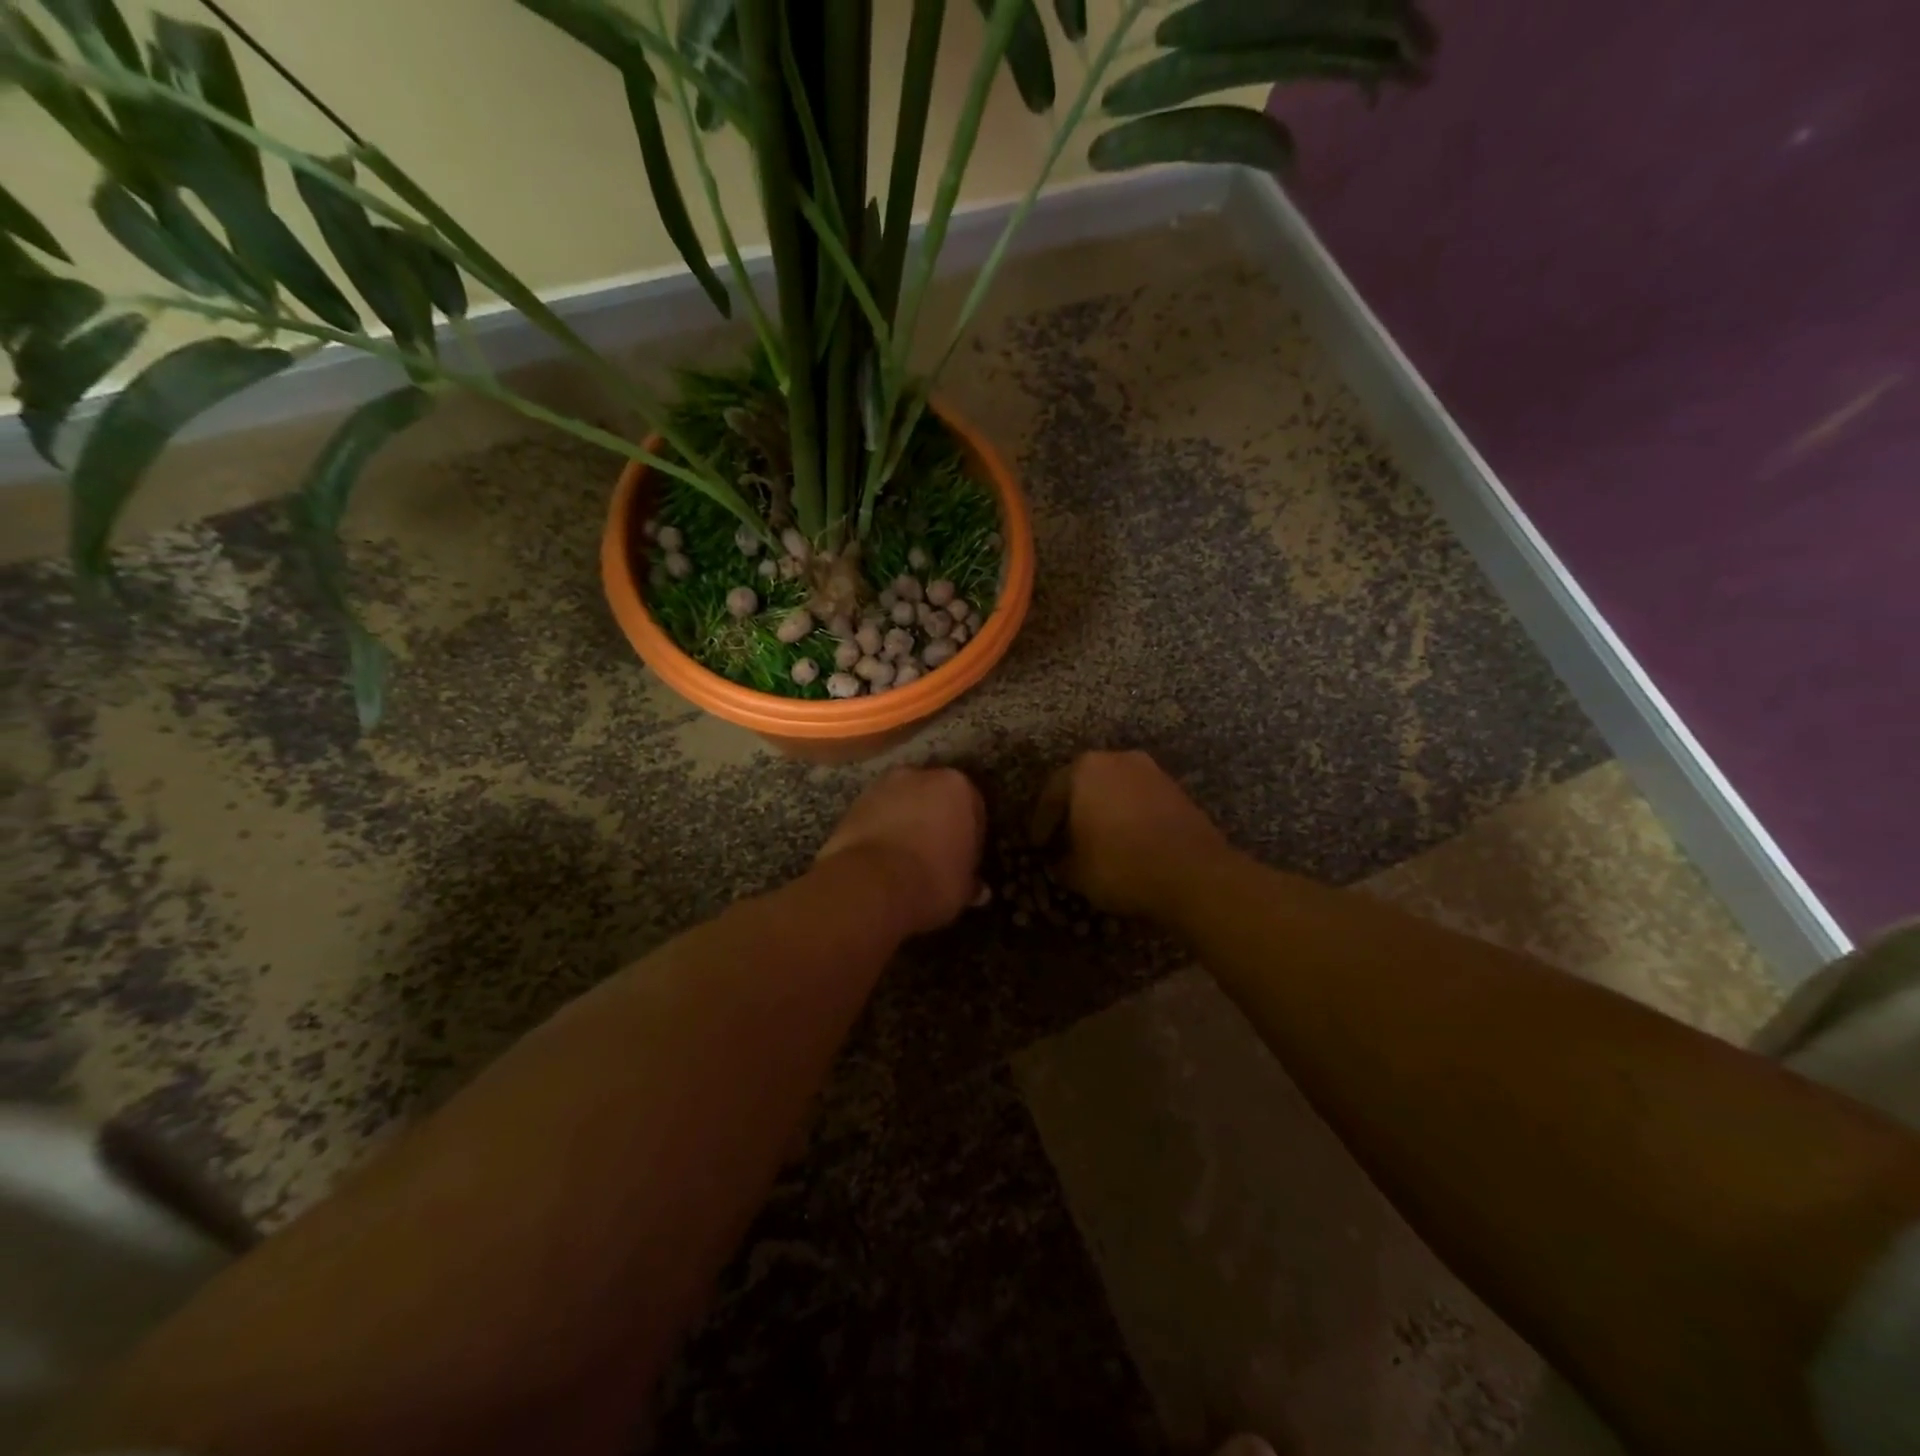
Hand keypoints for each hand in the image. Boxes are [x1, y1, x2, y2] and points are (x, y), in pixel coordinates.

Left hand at [816, 767, 987, 936]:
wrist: (870, 883)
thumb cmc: (932, 880)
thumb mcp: (964, 888)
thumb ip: (971, 880)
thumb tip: (978, 888)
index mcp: (958, 787)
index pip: (973, 807)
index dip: (969, 835)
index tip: (964, 858)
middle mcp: (922, 775)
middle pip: (935, 797)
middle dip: (936, 819)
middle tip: (935, 853)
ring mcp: (883, 785)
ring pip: (903, 802)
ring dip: (906, 821)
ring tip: (904, 857)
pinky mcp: (854, 801)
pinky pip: (877, 814)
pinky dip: (880, 829)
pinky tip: (881, 858)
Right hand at [1031, 750, 1228, 916]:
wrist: (1194, 874)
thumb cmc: (1121, 865)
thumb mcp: (1077, 873)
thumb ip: (1061, 862)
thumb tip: (1060, 862)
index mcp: (1084, 770)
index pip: (1051, 794)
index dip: (1041, 823)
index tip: (1037, 845)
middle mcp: (1117, 760)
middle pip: (1084, 784)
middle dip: (1073, 810)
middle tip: (1064, 837)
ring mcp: (1151, 772)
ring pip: (1115, 789)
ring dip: (1103, 811)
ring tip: (1096, 840)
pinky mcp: (1177, 790)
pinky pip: (1140, 800)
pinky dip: (1128, 816)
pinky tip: (1126, 840)